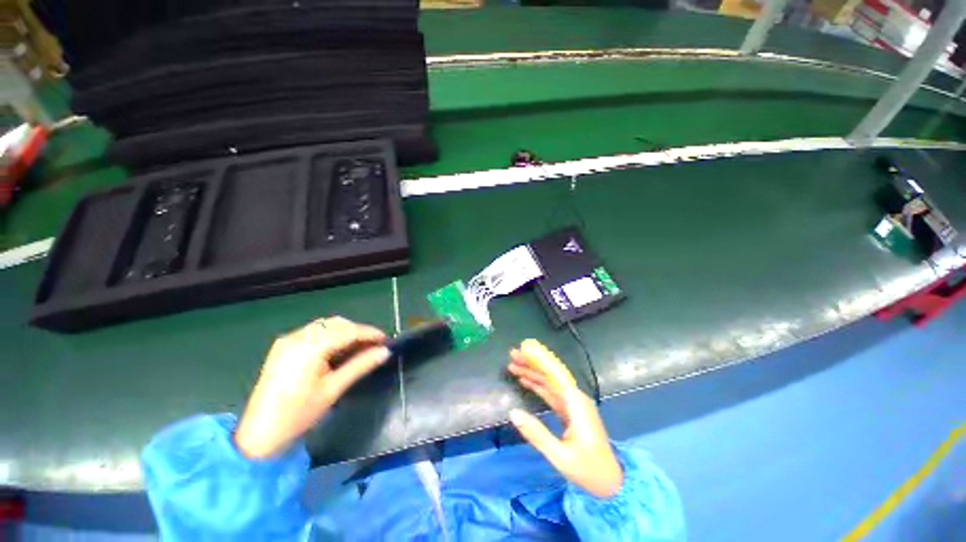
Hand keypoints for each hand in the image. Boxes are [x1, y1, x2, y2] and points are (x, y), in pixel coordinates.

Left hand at [234, 317, 389, 458]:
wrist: (259, 434)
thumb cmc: (299, 414)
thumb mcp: (333, 389)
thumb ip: (360, 365)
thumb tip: (385, 352)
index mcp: (309, 347)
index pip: (348, 331)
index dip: (370, 333)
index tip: (386, 340)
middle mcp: (297, 337)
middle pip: (337, 324)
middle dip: (358, 331)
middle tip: (374, 346)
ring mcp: (288, 340)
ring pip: (326, 325)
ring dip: (345, 332)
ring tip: (359, 348)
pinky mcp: (283, 346)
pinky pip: (314, 332)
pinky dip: (331, 336)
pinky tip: (338, 350)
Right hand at [507, 340, 622, 498]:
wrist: (611, 482)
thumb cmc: (588, 470)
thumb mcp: (559, 455)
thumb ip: (536, 433)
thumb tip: (513, 412)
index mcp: (576, 403)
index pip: (553, 374)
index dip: (537, 361)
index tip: (521, 352)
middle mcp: (576, 398)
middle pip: (551, 375)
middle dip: (531, 364)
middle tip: (512, 356)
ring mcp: (574, 404)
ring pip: (550, 383)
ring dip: (532, 374)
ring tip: (514, 366)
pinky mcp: (571, 411)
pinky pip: (552, 393)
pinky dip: (538, 386)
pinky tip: (526, 382)